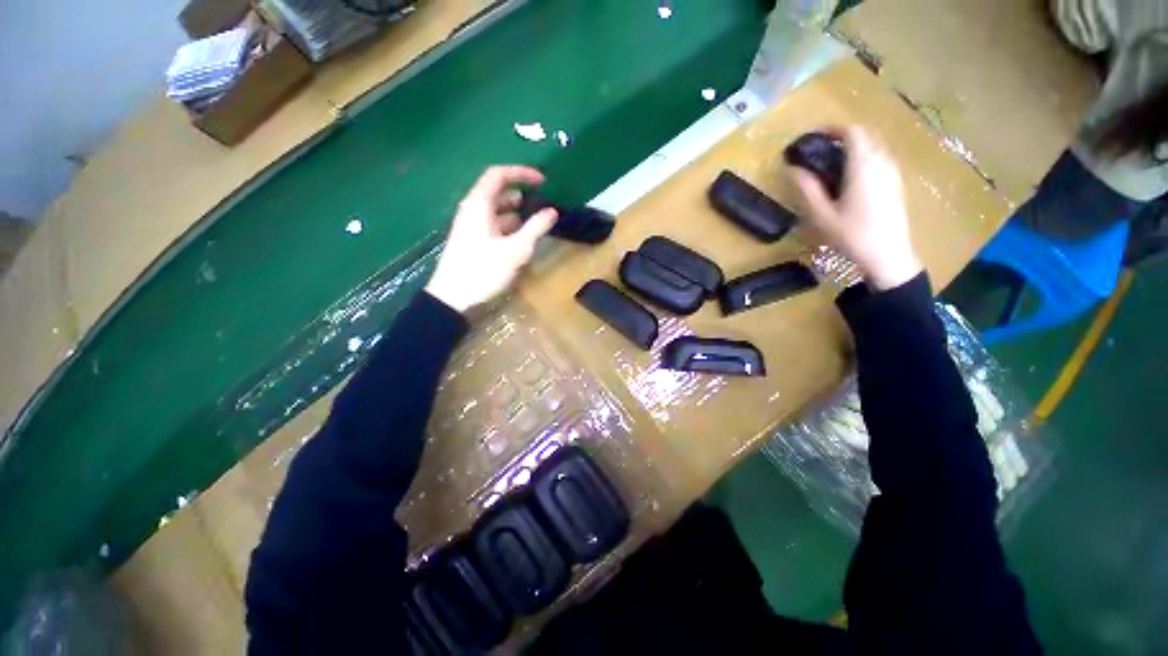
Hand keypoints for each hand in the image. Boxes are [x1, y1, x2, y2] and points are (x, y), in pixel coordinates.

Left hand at [425, 166, 557, 312]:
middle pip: (497, 192)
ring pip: (496, 211)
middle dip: (521, 195)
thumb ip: (535, 228)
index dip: (521, 173)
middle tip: (541, 205)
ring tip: (535, 224)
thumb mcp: (515, 249)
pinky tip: (520, 240)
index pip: (498, 175)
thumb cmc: (483, 270)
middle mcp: (472, 210)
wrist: (452, 297)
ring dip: (516, 213)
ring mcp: (471, 226)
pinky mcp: (472, 241)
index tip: (542, 181)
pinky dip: (508, 227)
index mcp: (478, 204)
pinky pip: (493, 225)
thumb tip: (552, 211)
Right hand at [790, 126, 922, 290]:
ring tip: (833, 166)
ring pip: (874, 148)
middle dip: (842, 138)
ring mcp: (893, 173)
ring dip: (854, 149)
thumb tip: (792, 169)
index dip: (833, 129)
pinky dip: (864, 160)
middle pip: (865, 137)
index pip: (853, 132)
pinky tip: (851, 180)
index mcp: (864, 166)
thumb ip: (807, 189)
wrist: (888, 255)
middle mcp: (882, 162)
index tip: (814, 137)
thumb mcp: (822, 215)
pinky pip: (880, 161)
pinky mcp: (897, 184)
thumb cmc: (852, 235)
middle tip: (820, 153)